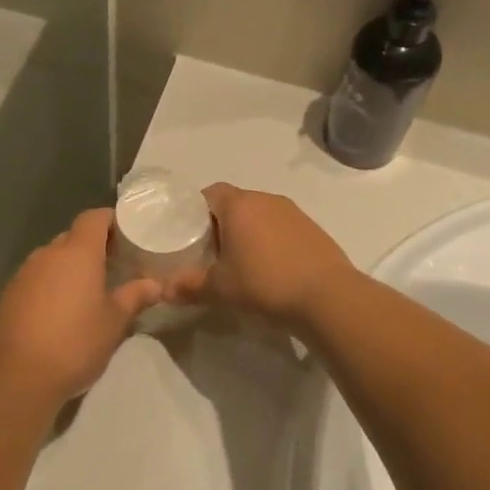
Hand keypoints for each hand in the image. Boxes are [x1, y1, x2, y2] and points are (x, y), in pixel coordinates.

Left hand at [0, 209, 161, 409]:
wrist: (17, 377)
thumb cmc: (75, 343)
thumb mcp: (114, 323)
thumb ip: (134, 297)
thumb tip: (155, 284)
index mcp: (77, 253)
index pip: (93, 218)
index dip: (110, 221)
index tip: (125, 236)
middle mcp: (47, 254)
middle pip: (71, 237)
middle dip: (91, 247)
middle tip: (111, 267)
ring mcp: (22, 274)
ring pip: (50, 259)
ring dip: (67, 269)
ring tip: (85, 293)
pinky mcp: (6, 296)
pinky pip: (33, 280)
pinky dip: (48, 287)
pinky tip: (56, 314)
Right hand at [165, 184, 356, 327]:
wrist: (327, 297)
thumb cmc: (265, 283)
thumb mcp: (220, 289)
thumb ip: (188, 286)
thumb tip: (161, 291)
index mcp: (238, 205)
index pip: (209, 192)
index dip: (195, 210)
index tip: (188, 232)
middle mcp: (265, 199)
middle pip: (234, 202)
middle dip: (220, 222)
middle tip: (209, 250)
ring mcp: (293, 212)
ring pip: (260, 214)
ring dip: (248, 231)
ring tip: (240, 260)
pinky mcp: (312, 228)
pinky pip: (281, 226)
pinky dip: (271, 239)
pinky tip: (270, 266)